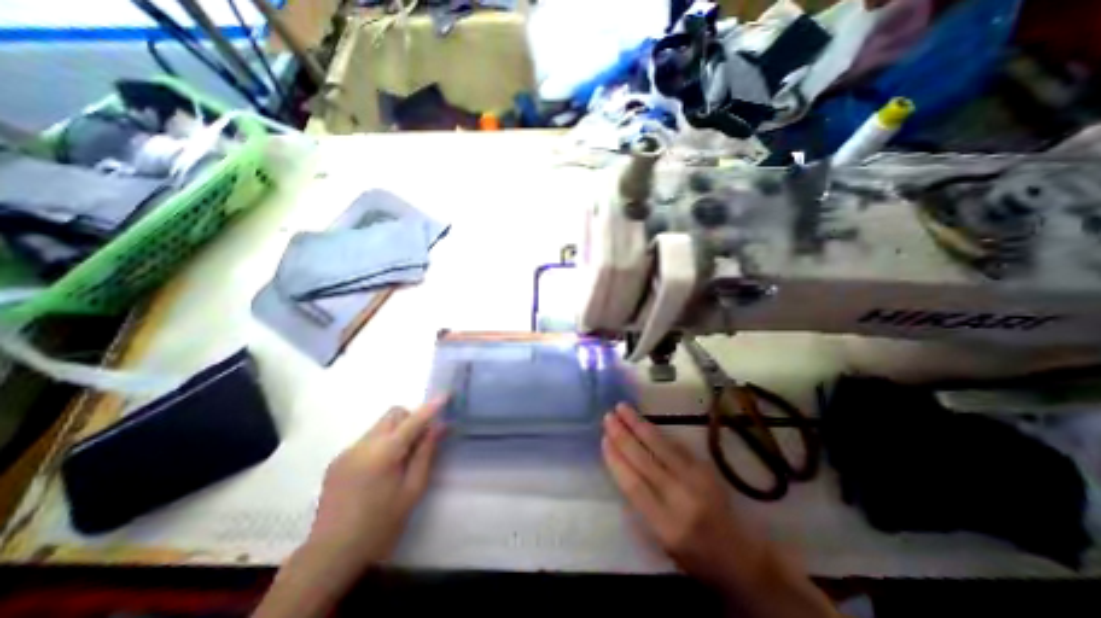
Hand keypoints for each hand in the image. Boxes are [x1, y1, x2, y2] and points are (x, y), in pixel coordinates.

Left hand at [255, 399, 443, 614]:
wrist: (329, 556)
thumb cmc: (380, 525)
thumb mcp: (412, 489)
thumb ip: (426, 453)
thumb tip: (440, 426)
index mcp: (384, 452)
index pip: (414, 419)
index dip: (432, 406)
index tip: (447, 395)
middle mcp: (363, 444)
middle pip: (394, 414)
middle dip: (412, 418)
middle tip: (421, 440)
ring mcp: (347, 451)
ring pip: (380, 426)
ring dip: (397, 431)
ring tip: (401, 459)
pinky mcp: (337, 461)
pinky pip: (367, 440)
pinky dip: (382, 443)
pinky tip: (380, 471)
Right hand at [601, 405, 758, 584]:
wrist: (741, 556)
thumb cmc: (693, 555)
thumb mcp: (661, 540)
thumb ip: (641, 503)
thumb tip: (621, 465)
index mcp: (666, 525)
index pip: (634, 486)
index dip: (617, 460)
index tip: (604, 439)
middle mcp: (681, 499)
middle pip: (645, 460)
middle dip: (623, 436)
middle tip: (608, 417)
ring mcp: (697, 480)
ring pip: (661, 446)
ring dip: (639, 424)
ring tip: (622, 408)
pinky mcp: (706, 468)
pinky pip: (676, 445)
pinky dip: (658, 431)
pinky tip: (645, 421)